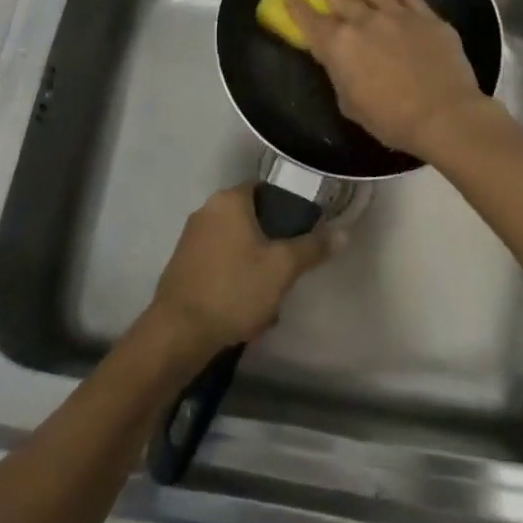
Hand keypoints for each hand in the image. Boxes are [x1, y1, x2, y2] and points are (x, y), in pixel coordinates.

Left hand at [147, 184, 337, 360]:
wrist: (179, 332)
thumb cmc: (234, 289)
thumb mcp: (282, 268)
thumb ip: (312, 247)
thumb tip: (343, 232)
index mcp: (228, 200)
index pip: (264, 190)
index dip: (287, 209)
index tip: (302, 233)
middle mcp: (206, 210)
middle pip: (251, 220)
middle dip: (271, 247)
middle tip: (287, 273)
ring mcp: (191, 238)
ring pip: (237, 247)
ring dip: (255, 270)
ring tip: (268, 302)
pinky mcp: (183, 265)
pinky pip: (220, 265)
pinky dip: (235, 281)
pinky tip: (245, 312)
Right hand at [285, 0, 493, 155]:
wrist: (443, 115)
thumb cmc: (390, 119)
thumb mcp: (350, 103)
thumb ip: (340, 75)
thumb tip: (341, 60)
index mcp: (339, 45)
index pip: (310, 21)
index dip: (297, 7)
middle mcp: (364, 22)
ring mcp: (398, 15)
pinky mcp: (427, 18)